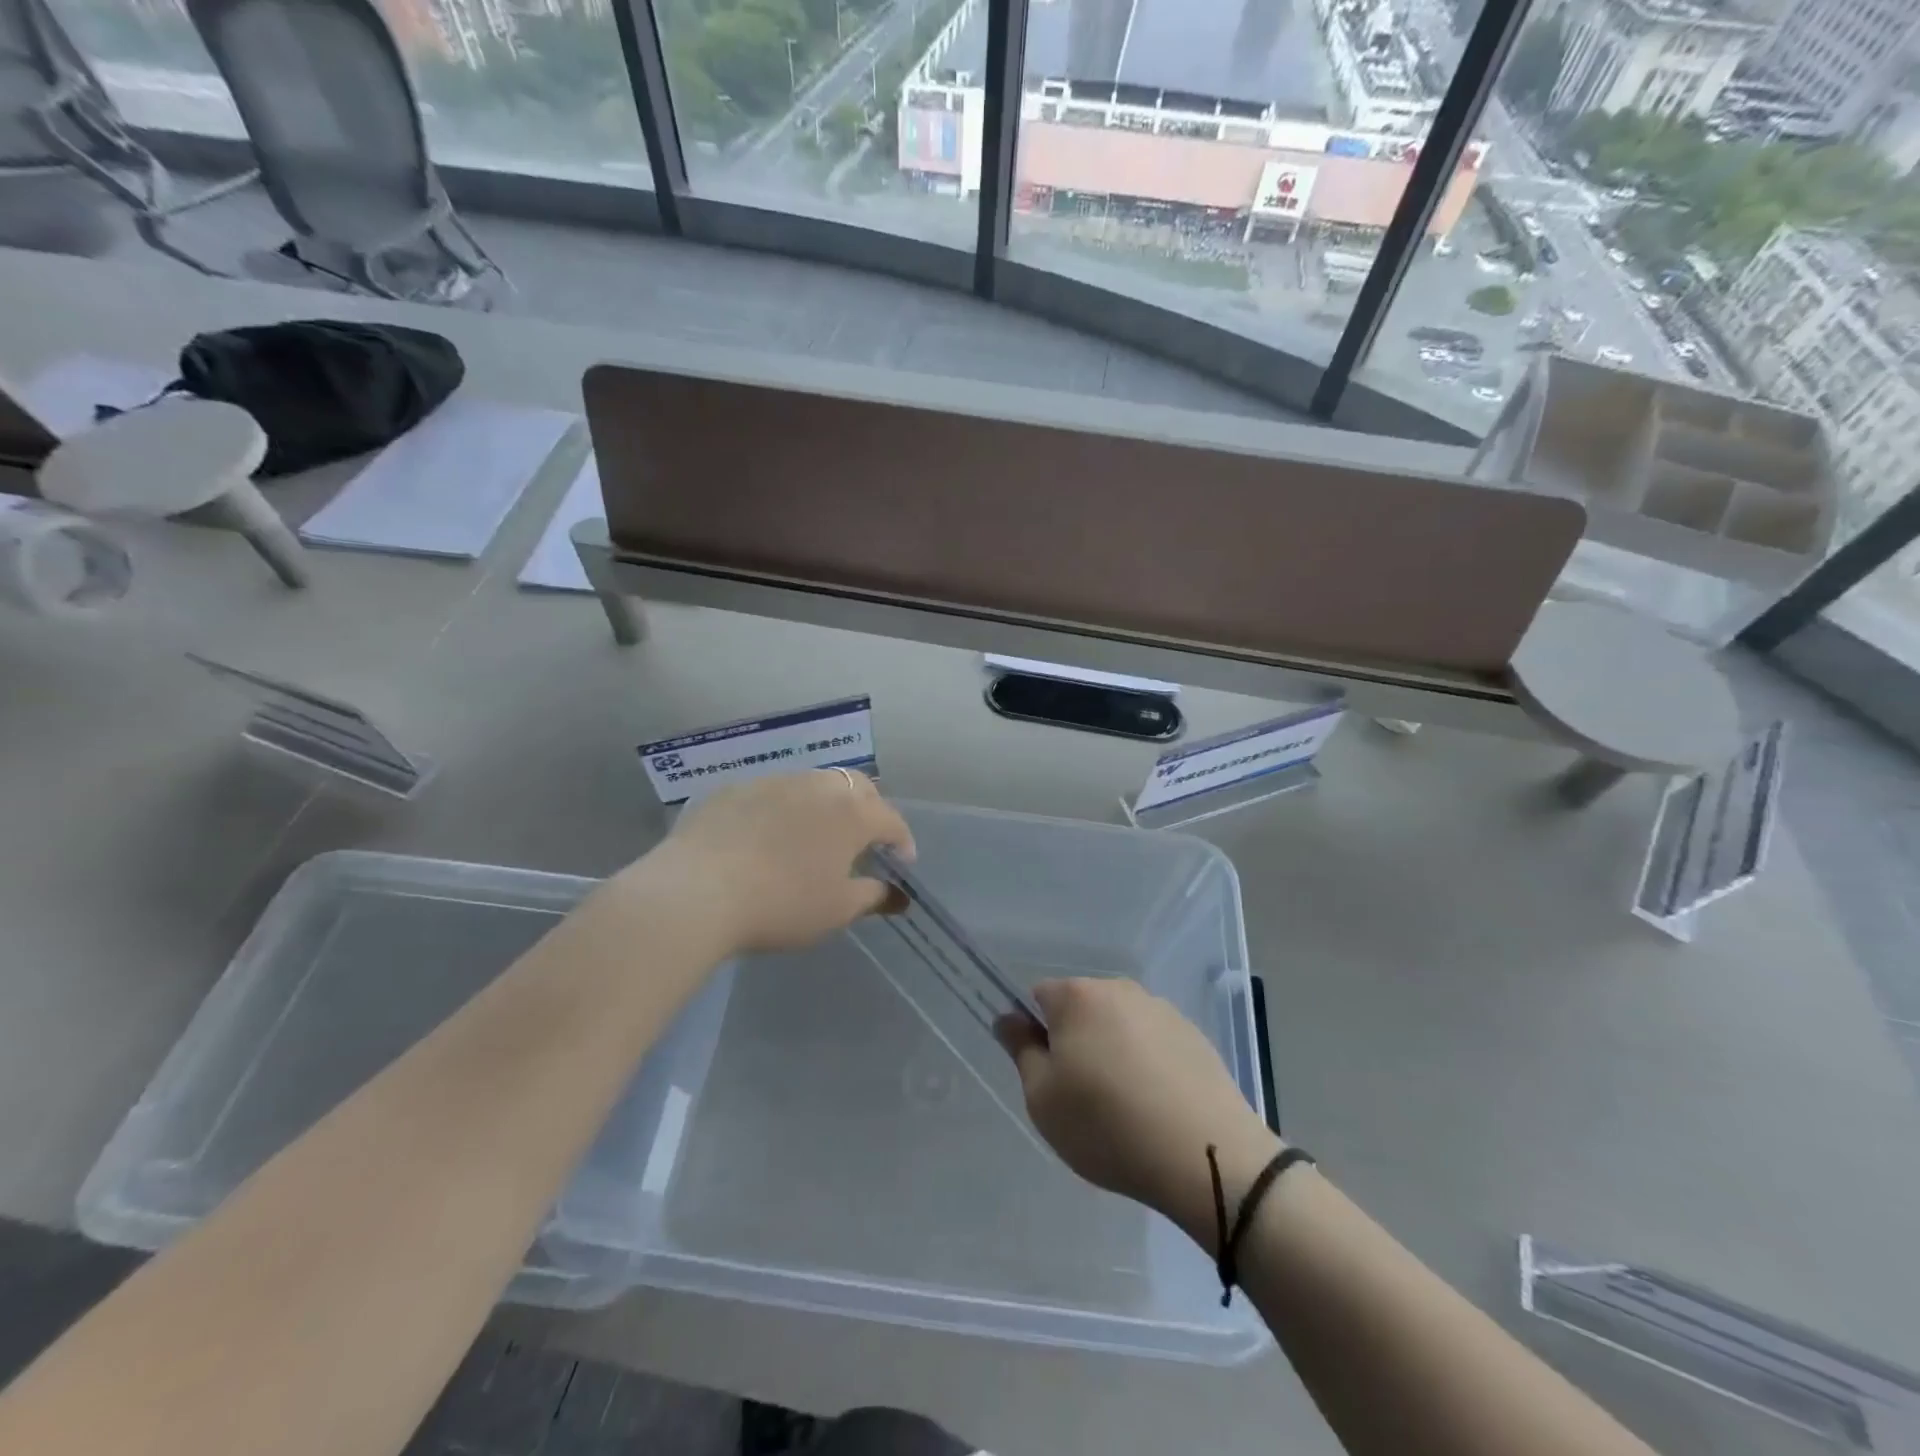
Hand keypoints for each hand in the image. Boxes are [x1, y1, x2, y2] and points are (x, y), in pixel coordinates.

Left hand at [645, 770, 914, 955]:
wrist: (697, 892)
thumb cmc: (781, 904)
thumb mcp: (836, 910)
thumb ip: (872, 896)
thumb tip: (896, 893)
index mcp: (851, 812)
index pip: (891, 820)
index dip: (903, 841)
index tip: (902, 864)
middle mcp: (818, 786)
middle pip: (857, 786)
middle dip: (869, 809)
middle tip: (864, 840)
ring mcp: (774, 782)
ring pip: (814, 783)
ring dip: (826, 804)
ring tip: (816, 834)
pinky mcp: (736, 788)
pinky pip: (773, 792)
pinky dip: (784, 808)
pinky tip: (769, 834)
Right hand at [997, 978, 1277, 1249]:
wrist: (1205, 1154)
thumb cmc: (1107, 1125)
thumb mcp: (1043, 1098)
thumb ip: (1021, 1050)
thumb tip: (1008, 1018)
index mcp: (1078, 997)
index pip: (1040, 996)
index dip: (1036, 1032)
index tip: (1047, 1073)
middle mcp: (1120, 990)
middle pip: (1082, 1007)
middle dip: (1075, 1039)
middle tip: (1081, 1094)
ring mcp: (1162, 1010)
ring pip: (1120, 1024)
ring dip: (1113, 1050)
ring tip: (1124, 1106)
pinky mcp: (1194, 1036)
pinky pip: (1154, 1042)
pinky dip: (1147, 1063)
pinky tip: (1157, 1106)